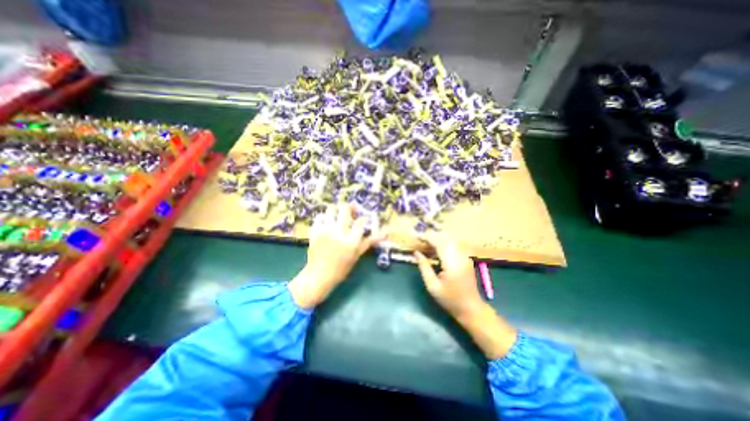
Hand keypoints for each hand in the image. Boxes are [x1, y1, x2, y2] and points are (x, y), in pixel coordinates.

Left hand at [286, 205, 383, 308]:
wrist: (319, 275)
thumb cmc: (341, 268)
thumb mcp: (357, 254)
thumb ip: (369, 241)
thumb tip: (385, 233)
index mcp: (351, 241)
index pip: (360, 222)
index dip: (363, 218)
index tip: (362, 220)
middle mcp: (338, 233)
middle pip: (345, 210)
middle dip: (350, 208)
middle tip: (351, 212)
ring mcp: (325, 231)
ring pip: (331, 209)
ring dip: (336, 211)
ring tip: (338, 216)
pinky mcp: (314, 231)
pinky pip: (319, 217)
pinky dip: (324, 217)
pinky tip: (327, 223)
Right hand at [416, 234, 515, 358]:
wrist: (471, 308)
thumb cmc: (450, 299)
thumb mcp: (432, 286)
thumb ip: (424, 267)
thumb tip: (416, 253)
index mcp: (452, 262)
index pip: (438, 242)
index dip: (426, 237)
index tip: (415, 236)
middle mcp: (460, 256)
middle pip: (445, 237)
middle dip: (431, 236)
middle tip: (419, 239)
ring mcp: (465, 256)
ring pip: (450, 239)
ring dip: (437, 239)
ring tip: (425, 243)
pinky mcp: (466, 258)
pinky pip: (453, 245)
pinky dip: (443, 243)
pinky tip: (435, 250)